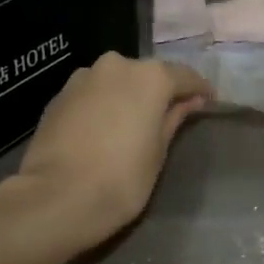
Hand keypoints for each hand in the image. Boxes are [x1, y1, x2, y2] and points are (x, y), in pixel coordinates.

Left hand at [3, 52, 211, 254]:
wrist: (55, 198)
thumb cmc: (121, 179)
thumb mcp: (159, 152)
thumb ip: (174, 119)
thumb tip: (189, 102)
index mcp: (150, 77)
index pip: (185, 76)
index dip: (199, 90)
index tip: (208, 103)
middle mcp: (117, 65)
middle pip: (148, 74)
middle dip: (161, 91)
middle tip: (170, 115)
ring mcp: (83, 77)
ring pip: (117, 81)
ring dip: (129, 95)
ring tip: (134, 122)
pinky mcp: (59, 95)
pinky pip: (92, 93)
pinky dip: (103, 104)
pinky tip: (105, 129)